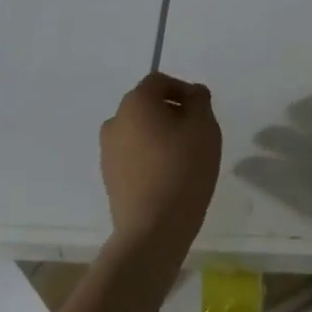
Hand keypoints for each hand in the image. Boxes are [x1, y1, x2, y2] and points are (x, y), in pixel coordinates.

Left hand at [99, 72, 221, 273]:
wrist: (152, 230)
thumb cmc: (182, 169)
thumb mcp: (204, 127)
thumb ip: (200, 101)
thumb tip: (193, 93)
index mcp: (135, 102)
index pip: (158, 81)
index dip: (182, 89)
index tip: (200, 110)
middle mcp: (115, 121)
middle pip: (146, 105)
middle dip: (171, 112)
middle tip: (195, 133)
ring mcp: (108, 151)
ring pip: (138, 131)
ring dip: (159, 135)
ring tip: (183, 158)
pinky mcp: (109, 178)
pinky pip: (132, 156)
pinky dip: (149, 157)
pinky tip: (168, 177)